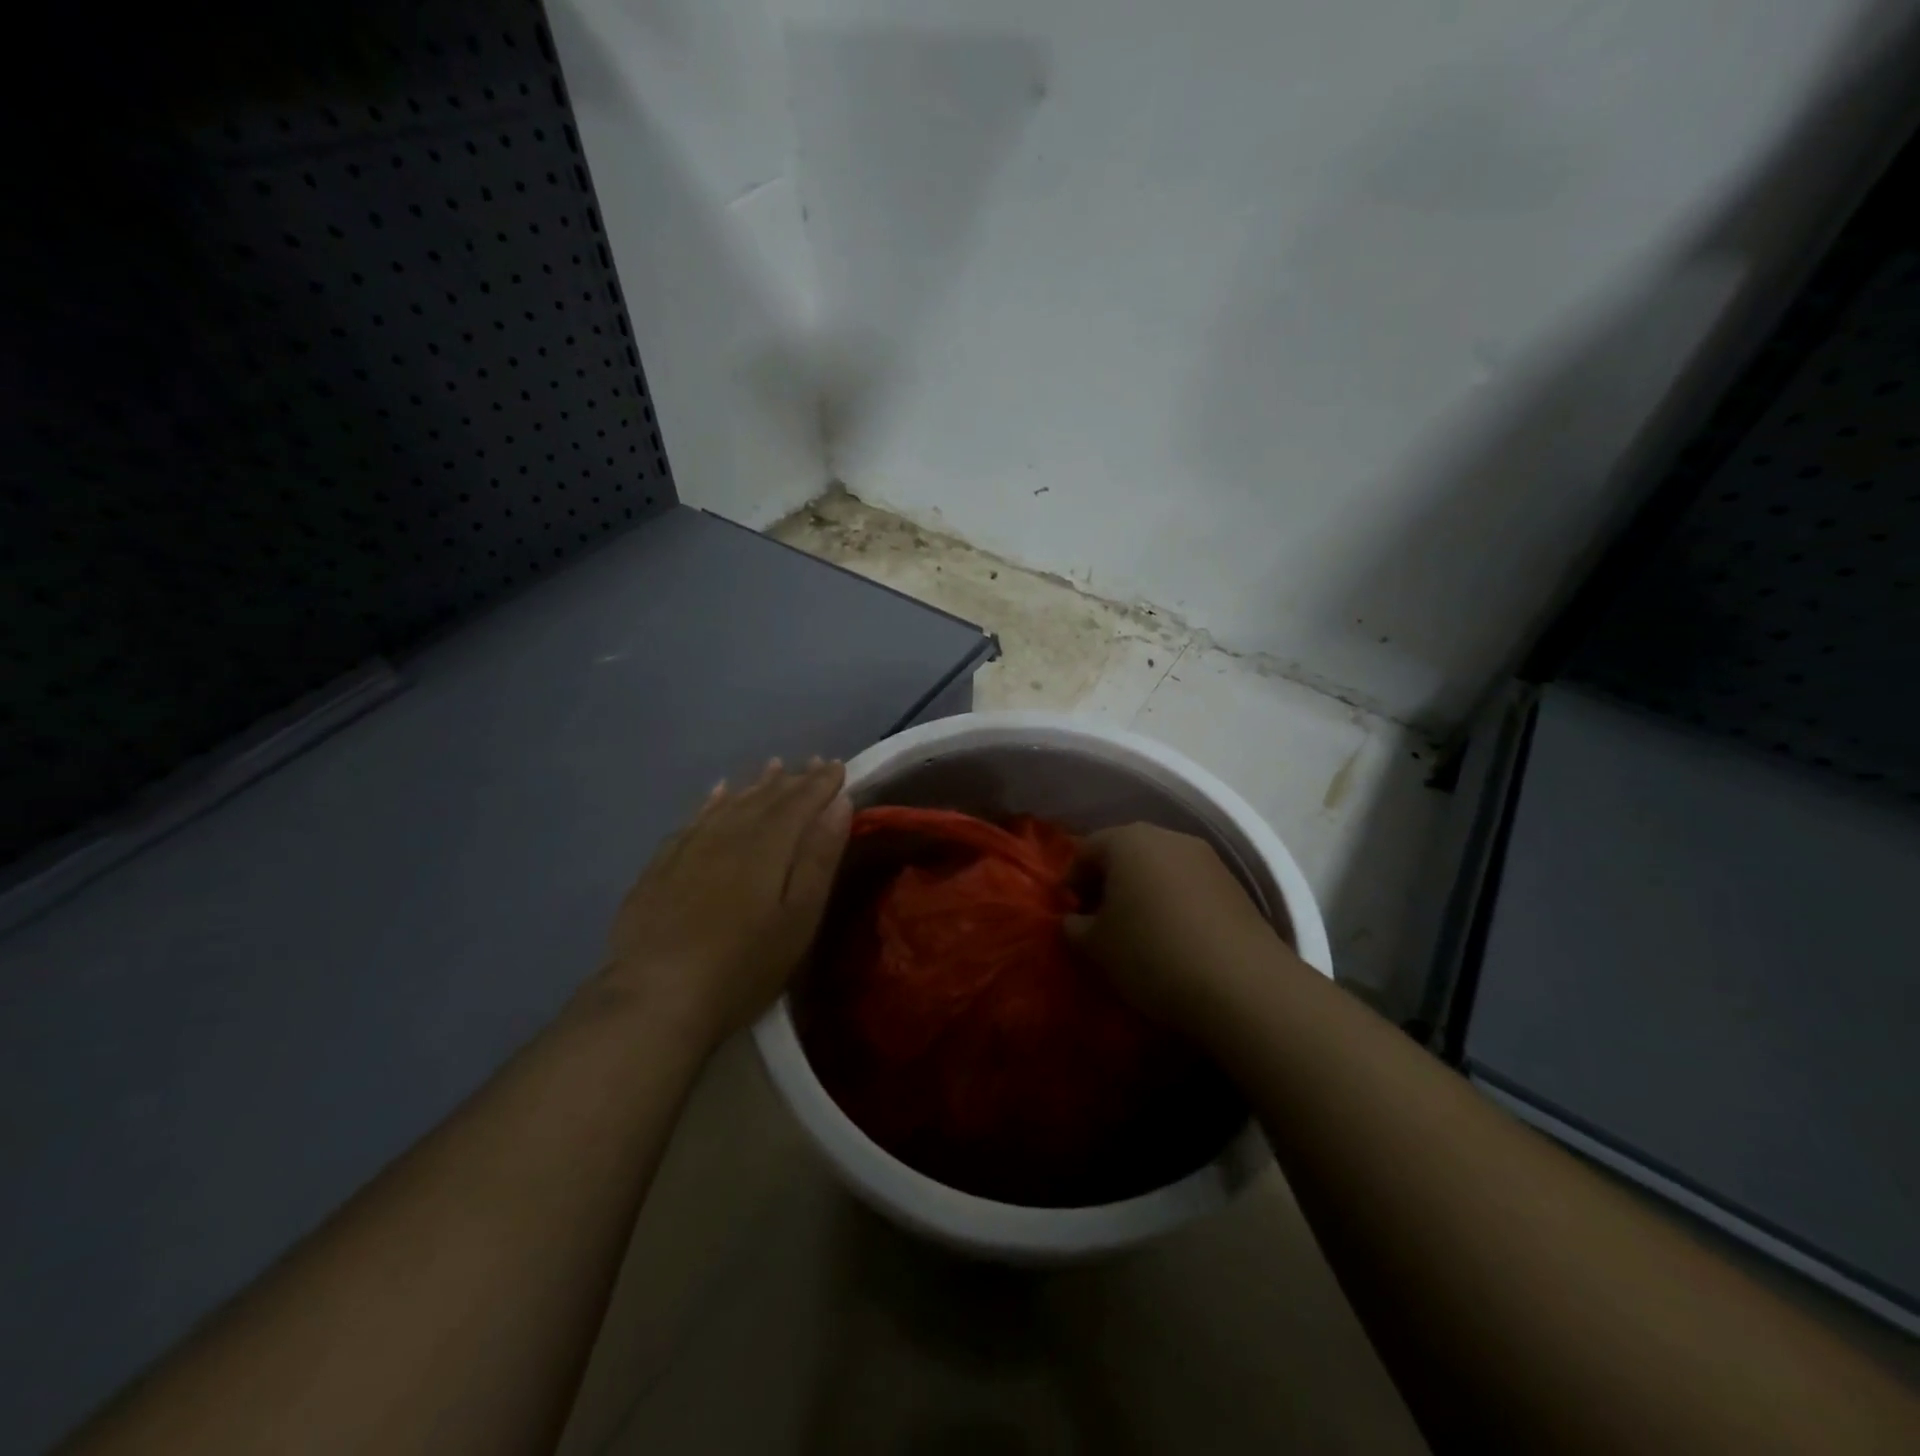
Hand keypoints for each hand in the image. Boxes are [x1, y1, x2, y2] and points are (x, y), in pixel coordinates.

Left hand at [600, 759, 851, 1049]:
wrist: (656, 998)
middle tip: (814, 764)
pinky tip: (718, 794)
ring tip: (774, 768)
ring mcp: (690, 847)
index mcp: (767, 845)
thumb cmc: (743, 966)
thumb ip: (819, 857)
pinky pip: (694, 819)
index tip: (838, 766)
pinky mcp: (662, 866)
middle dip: (794, 780)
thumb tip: (840, 802)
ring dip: (756, 785)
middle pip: (766, 798)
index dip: (821, 783)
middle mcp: (729, 834)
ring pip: (730, 803)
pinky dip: (712, 802)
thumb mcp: (798, 918)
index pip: (800, 801)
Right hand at [1066, 823, 1296, 1039]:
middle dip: (1108, 882)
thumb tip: (1075, 920)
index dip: (1071, 880)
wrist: (1243, 985)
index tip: (1069, 913)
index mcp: (1129, 841)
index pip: (1086, 849)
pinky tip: (1173, 937)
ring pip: (1160, 867)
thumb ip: (1074, 926)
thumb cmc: (1153, 954)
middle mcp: (1168, 838)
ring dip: (1143, 891)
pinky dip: (1173, 902)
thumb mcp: (1096, 947)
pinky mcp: (1235, 886)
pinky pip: (1189, 886)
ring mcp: (1207, 859)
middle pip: (1126, 852)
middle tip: (1098, 920)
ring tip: (1137, 931)